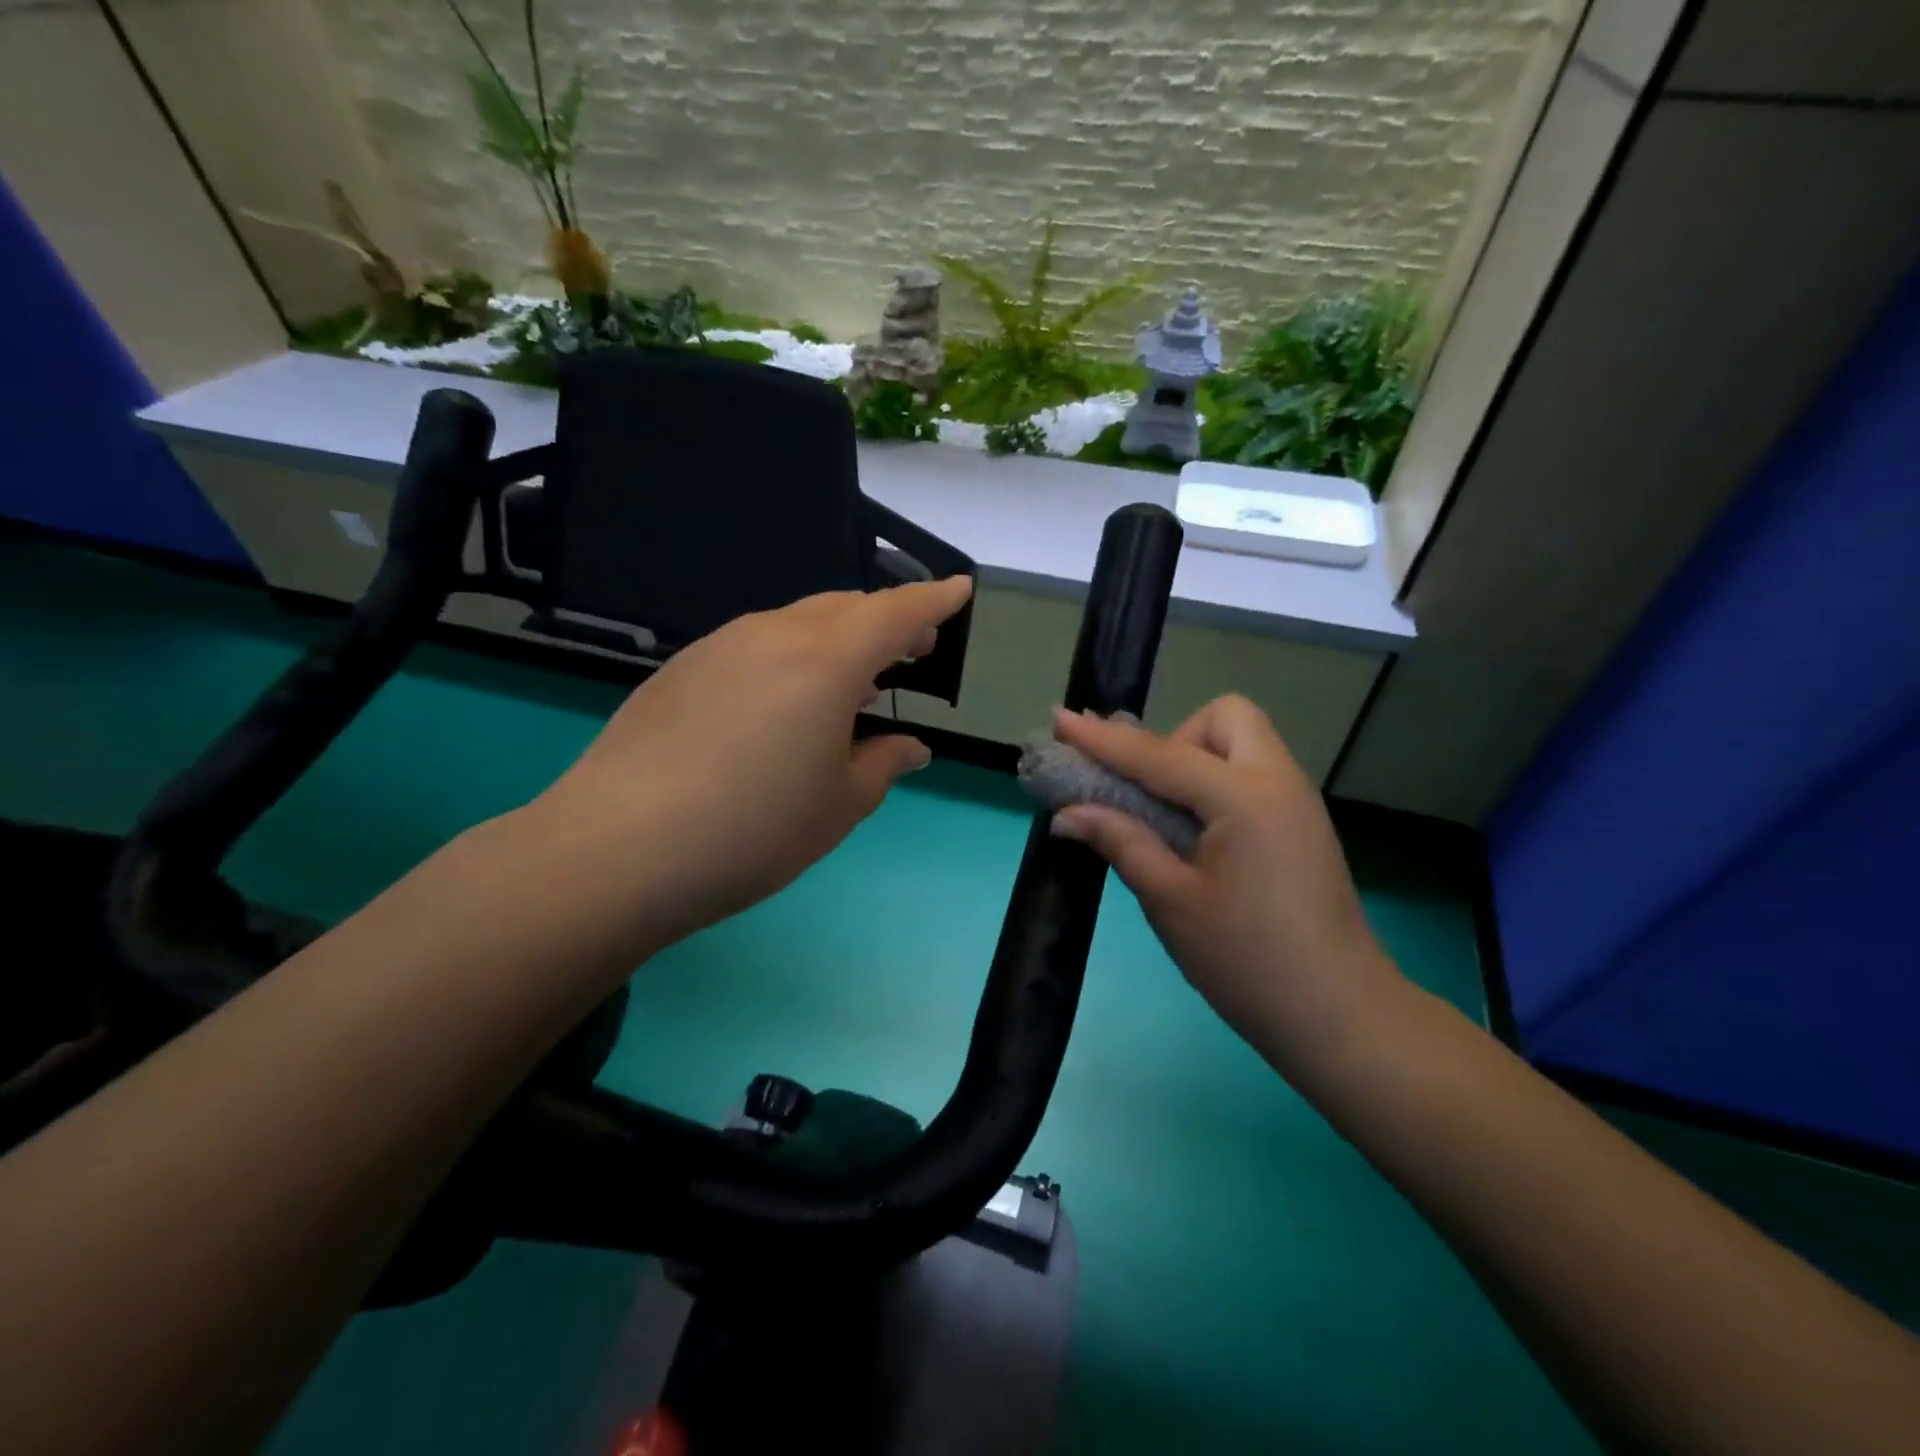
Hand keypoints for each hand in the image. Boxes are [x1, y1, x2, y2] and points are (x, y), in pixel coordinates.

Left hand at [525, 577, 971, 947]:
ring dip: (838, 638)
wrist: (619, 849)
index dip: (934, 599)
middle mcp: (773, 635)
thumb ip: (883, 764)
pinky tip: (786, 699)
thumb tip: (910, 746)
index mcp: (826, 662)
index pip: (895, 612)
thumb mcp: (839, 806)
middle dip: (887, 620)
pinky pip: (756, 642)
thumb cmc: (754, 830)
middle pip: (845, 608)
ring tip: (856, 680)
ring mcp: (720, 646)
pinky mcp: (681, 668)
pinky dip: (791, 655)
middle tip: (913, 649)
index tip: (959, 590)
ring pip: (797, 621)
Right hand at [1048, 696, 1409, 1083]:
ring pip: (1243, 742)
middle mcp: (1278, 782)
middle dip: (1176, 737)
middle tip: (1150, 790)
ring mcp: (1297, 801)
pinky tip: (1194, 828)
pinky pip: (1253, 773)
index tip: (1060, 721)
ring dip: (1197, 757)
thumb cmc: (1246, 961)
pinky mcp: (1302, 824)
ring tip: (1166, 811)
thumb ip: (1121, 841)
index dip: (1104, 741)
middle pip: (1225, 717)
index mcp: (1245, 799)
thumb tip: (1067, 813)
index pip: (1161, 755)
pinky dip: (1216, 781)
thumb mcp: (1170, 901)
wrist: (1338, 1016)